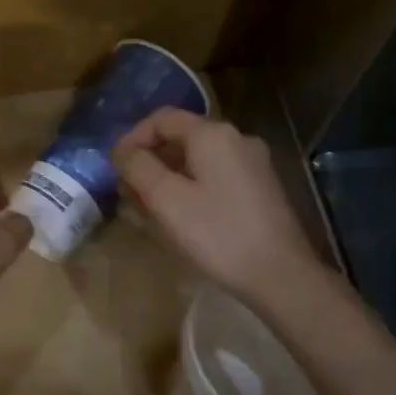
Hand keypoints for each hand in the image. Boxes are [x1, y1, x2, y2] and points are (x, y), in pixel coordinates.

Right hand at [113, 108, 324, 304]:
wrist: (281, 275)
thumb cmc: (218, 234)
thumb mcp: (167, 200)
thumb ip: (139, 168)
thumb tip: (123, 152)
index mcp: (213, 134)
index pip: (162, 118)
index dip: (132, 138)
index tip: (114, 167)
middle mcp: (237, 139)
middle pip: (181, 137)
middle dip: (150, 159)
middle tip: (127, 190)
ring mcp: (253, 163)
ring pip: (198, 159)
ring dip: (168, 175)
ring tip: (147, 206)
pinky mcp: (261, 188)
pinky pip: (216, 175)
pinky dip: (191, 186)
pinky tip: (180, 215)